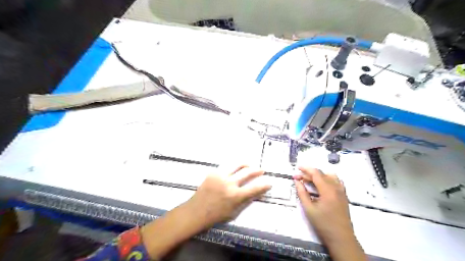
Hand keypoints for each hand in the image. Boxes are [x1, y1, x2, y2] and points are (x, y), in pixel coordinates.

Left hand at [186, 165, 270, 227]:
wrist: (197, 211)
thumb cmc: (216, 215)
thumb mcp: (234, 211)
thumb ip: (245, 200)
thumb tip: (256, 191)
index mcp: (235, 196)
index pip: (254, 188)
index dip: (264, 185)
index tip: (269, 182)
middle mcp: (229, 184)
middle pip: (247, 172)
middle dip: (257, 170)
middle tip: (261, 169)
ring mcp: (220, 176)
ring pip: (237, 165)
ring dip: (246, 164)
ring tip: (249, 165)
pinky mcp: (213, 172)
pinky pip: (226, 167)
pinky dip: (233, 167)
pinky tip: (235, 168)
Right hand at [293, 167, 366, 260]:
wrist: (341, 238)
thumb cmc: (323, 224)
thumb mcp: (309, 209)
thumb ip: (302, 193)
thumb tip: (297, 181)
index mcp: (328, 190)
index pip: (316, 173)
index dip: (306, 169)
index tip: (297, 168)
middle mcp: (336, 187)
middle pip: (322, 174)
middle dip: (309, 173)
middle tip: (299, 178)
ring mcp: (342, 191)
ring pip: (330, 176)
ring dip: (319, 175)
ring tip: (309, 180)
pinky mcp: (344, 195)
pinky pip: (336, 181)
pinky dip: (327, 179)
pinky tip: (321, 185)